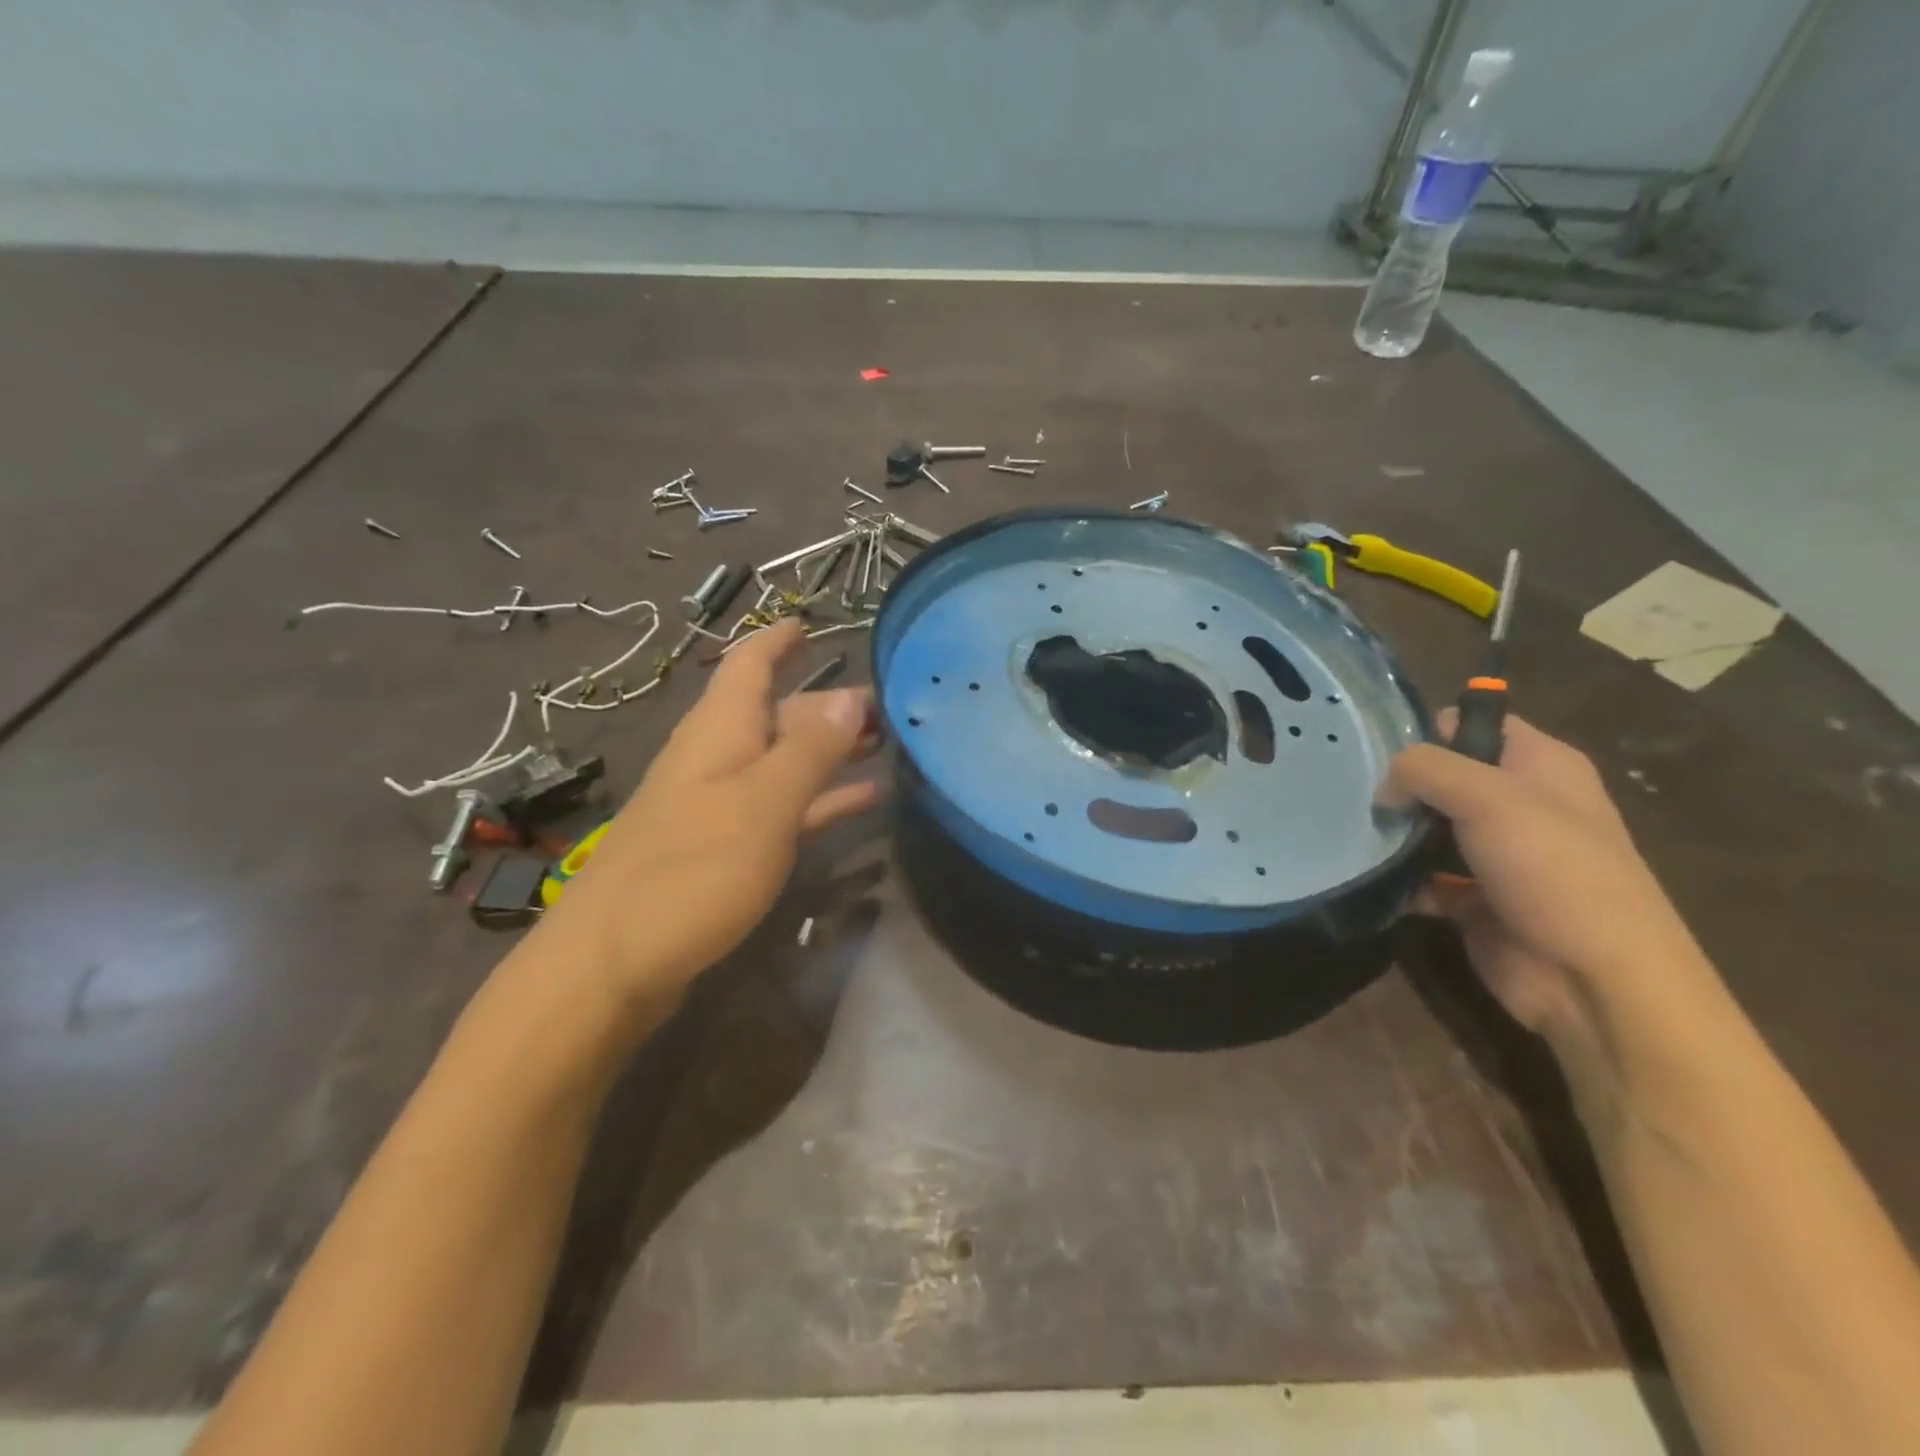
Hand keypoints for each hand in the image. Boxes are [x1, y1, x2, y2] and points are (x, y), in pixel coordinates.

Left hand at [533, 620, 880, 1020]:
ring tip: (889, 745)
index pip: (749, 664)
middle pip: (777, 713)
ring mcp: (722, 806)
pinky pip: (784, 808)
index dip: (778, 640)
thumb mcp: (763, 804)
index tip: (812, 621)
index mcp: (720, 731)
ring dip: (831, 751)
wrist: (613, 965)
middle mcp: (719, 758)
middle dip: (827, 703)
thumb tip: (853, 694)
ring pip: (785, 761)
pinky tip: (865, 802)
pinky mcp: (726, 850)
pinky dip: (822, 800)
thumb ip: (810, 749)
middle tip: (889, 702)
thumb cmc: (690, 871)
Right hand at [1384, 712, 1707, 1061]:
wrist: (1593, 978)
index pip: (1476, 723)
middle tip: (1355, 793)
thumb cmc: (1553, 870)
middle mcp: (1520, 805)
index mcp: (1541, 766)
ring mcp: (1497, 856)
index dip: (1430, 729)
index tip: (1379, 748)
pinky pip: (1424, 879)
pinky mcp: (1475, 900)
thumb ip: (1425, 770)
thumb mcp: (1488, 797)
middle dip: (1400, 784)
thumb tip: (1384, 787)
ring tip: (1349, 831)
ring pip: (1428, 828)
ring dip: (1393, 833)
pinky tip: (1368, 876)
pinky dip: (1398, 880)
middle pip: (1444, 777)